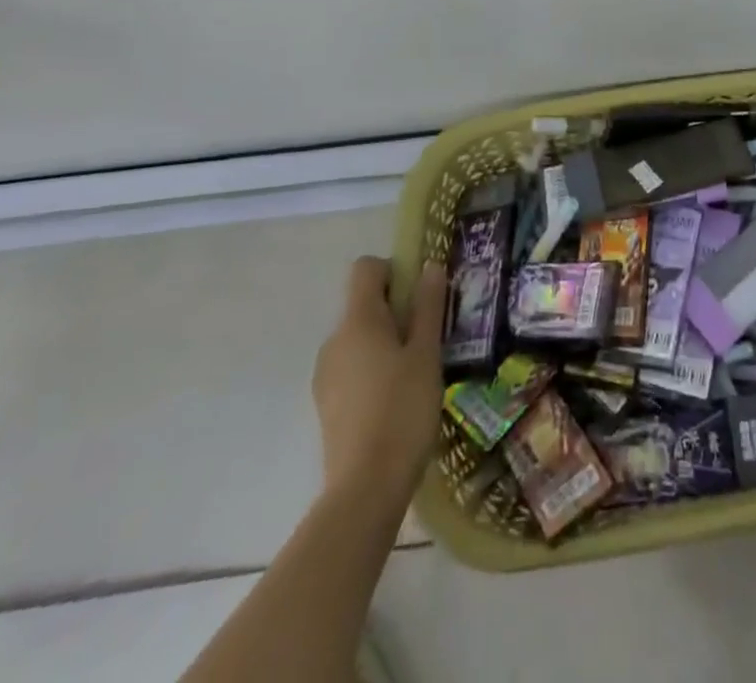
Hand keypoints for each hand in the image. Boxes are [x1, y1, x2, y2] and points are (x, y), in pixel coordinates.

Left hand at [312, 256, 447, 497]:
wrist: (365, 489)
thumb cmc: (403, 410)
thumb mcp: (426, 354)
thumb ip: (427, 307)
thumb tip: (429, 267)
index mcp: (357, 321)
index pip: (366, 268)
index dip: (394, 271)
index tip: (420, 296)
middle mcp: (334, 340)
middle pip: (364, 304)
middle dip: (396, 311)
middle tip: (429, 337)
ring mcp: (326, 374)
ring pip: (359, 338)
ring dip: (386, 342)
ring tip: (417, 373)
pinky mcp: (327, 404)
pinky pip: (352, 367)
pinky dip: (374, 369)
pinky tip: (396, 400)